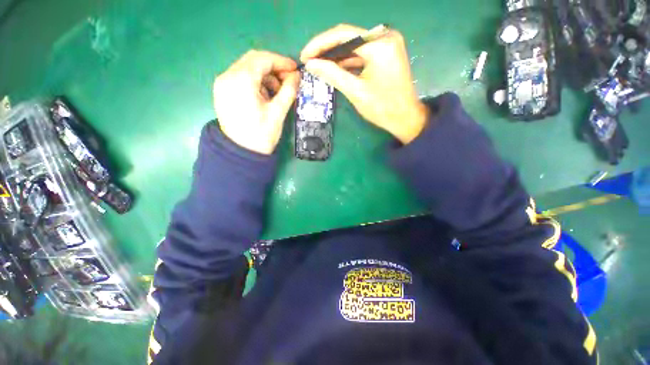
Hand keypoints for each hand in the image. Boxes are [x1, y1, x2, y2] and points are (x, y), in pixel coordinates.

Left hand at [213, 50, 299, 154]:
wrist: (241, 153)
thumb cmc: (261, 135)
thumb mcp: (278, 113)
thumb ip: (289, 91)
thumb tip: (297, 76)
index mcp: (241, 80)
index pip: (263, 59)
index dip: (281, 62)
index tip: (295, 70)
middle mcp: (227, 76)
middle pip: (253, 60)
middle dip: (273, 68)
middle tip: (288, 80)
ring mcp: (223, 83)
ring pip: (247, 68)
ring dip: (265, 75)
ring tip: (277, 92)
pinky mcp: (223, 91)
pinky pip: (241, 78)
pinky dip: (256, 81)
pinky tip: (265, 95)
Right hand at [301, 24, 429, 143]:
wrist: (405, 118)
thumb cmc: (382, 108)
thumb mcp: (355, 91)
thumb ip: (332, 74)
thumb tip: (310, 64)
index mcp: (379, 44)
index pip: (342, 35)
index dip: (319, 44)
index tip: (304, 56)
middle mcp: (385, 36)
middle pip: (348, 37)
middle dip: (326, 49)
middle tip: (309, 61)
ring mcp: (387, 44)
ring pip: (354, 45)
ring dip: (336, 55)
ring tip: (318, 65)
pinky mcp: (386, 53)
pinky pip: (362, 53)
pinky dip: (348, 60)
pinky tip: (335, 67)